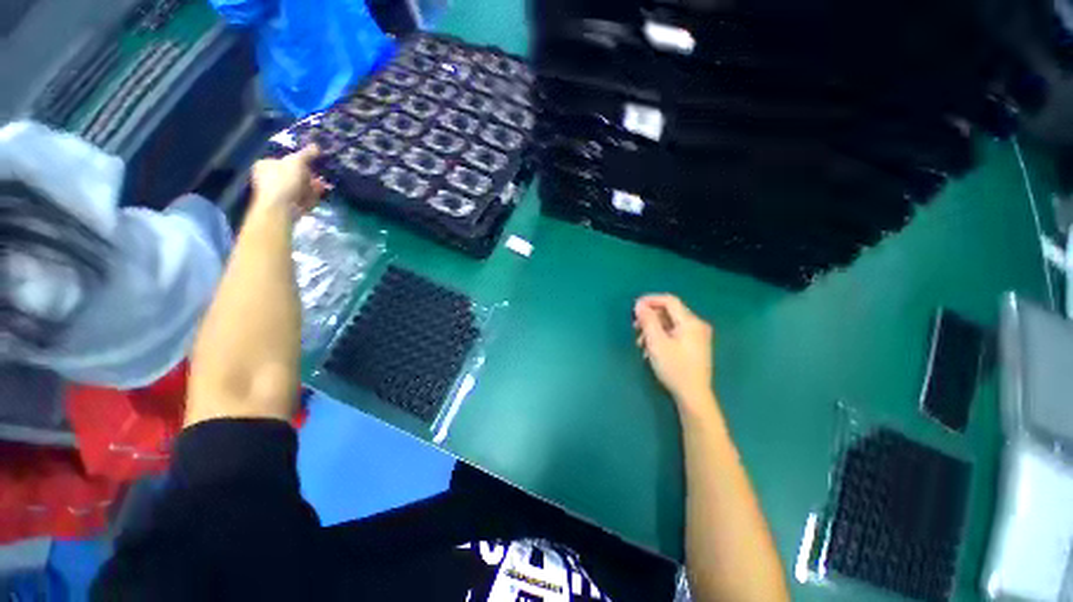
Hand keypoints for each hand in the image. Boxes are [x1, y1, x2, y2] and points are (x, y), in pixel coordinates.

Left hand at [250, 145, 327, 215]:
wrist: (280, 208)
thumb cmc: (284, 182)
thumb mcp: (296, 163)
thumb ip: (306, 155)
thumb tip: (315, 146)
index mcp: (265, 165)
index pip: (285, 162)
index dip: (300, 165)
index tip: (311, 169)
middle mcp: (268, 179)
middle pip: (294, 177)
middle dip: (308, 179)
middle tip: (319, 181)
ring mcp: (277, 194)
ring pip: (299, 189)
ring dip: (311, 189)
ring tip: (319, 190)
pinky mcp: (286, 206)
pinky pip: (300, 200)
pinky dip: (308, 199)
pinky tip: (314, 199)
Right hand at [634, 294, 716, 411]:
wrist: (693, 396)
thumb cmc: (674, 368)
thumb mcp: (656, 342)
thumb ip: (647, 320)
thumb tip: (639, 304)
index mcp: (691, 322)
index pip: (669, 301)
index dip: (650, 300)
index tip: (634, 307)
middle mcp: (697, 325)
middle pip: (669, 312)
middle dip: (649, 318)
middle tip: (634, 328)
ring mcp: (697, 336)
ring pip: (670, 324)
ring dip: (653, 329)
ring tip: (640, 343)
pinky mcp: (694, 346)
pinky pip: (674, 334)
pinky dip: (661, 337)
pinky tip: (650, 350)